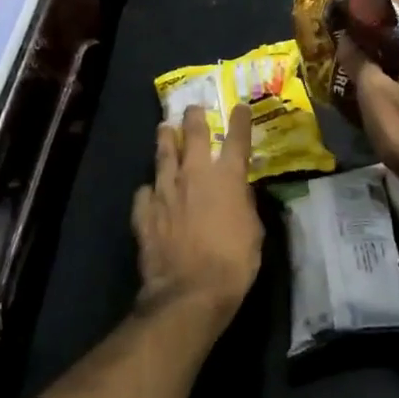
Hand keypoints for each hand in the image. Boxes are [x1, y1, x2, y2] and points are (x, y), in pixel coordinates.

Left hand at [131, 103, 262, 320]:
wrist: (189, 291)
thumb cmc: (233, 262)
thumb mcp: (254, 232)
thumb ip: (245, 205)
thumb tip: (239, 193)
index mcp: (228, 178)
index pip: (236, 139)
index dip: (239, 120)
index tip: (239, 107)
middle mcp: (195, 175)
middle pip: (194, 136)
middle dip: (194, 118)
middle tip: (193, 108)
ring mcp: (165, 191)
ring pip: (163, 155)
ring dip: (166, 139)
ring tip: (164, 128)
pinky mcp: (144, 212)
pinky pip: (144, 192)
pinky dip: (149, 189)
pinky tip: (150, 191)